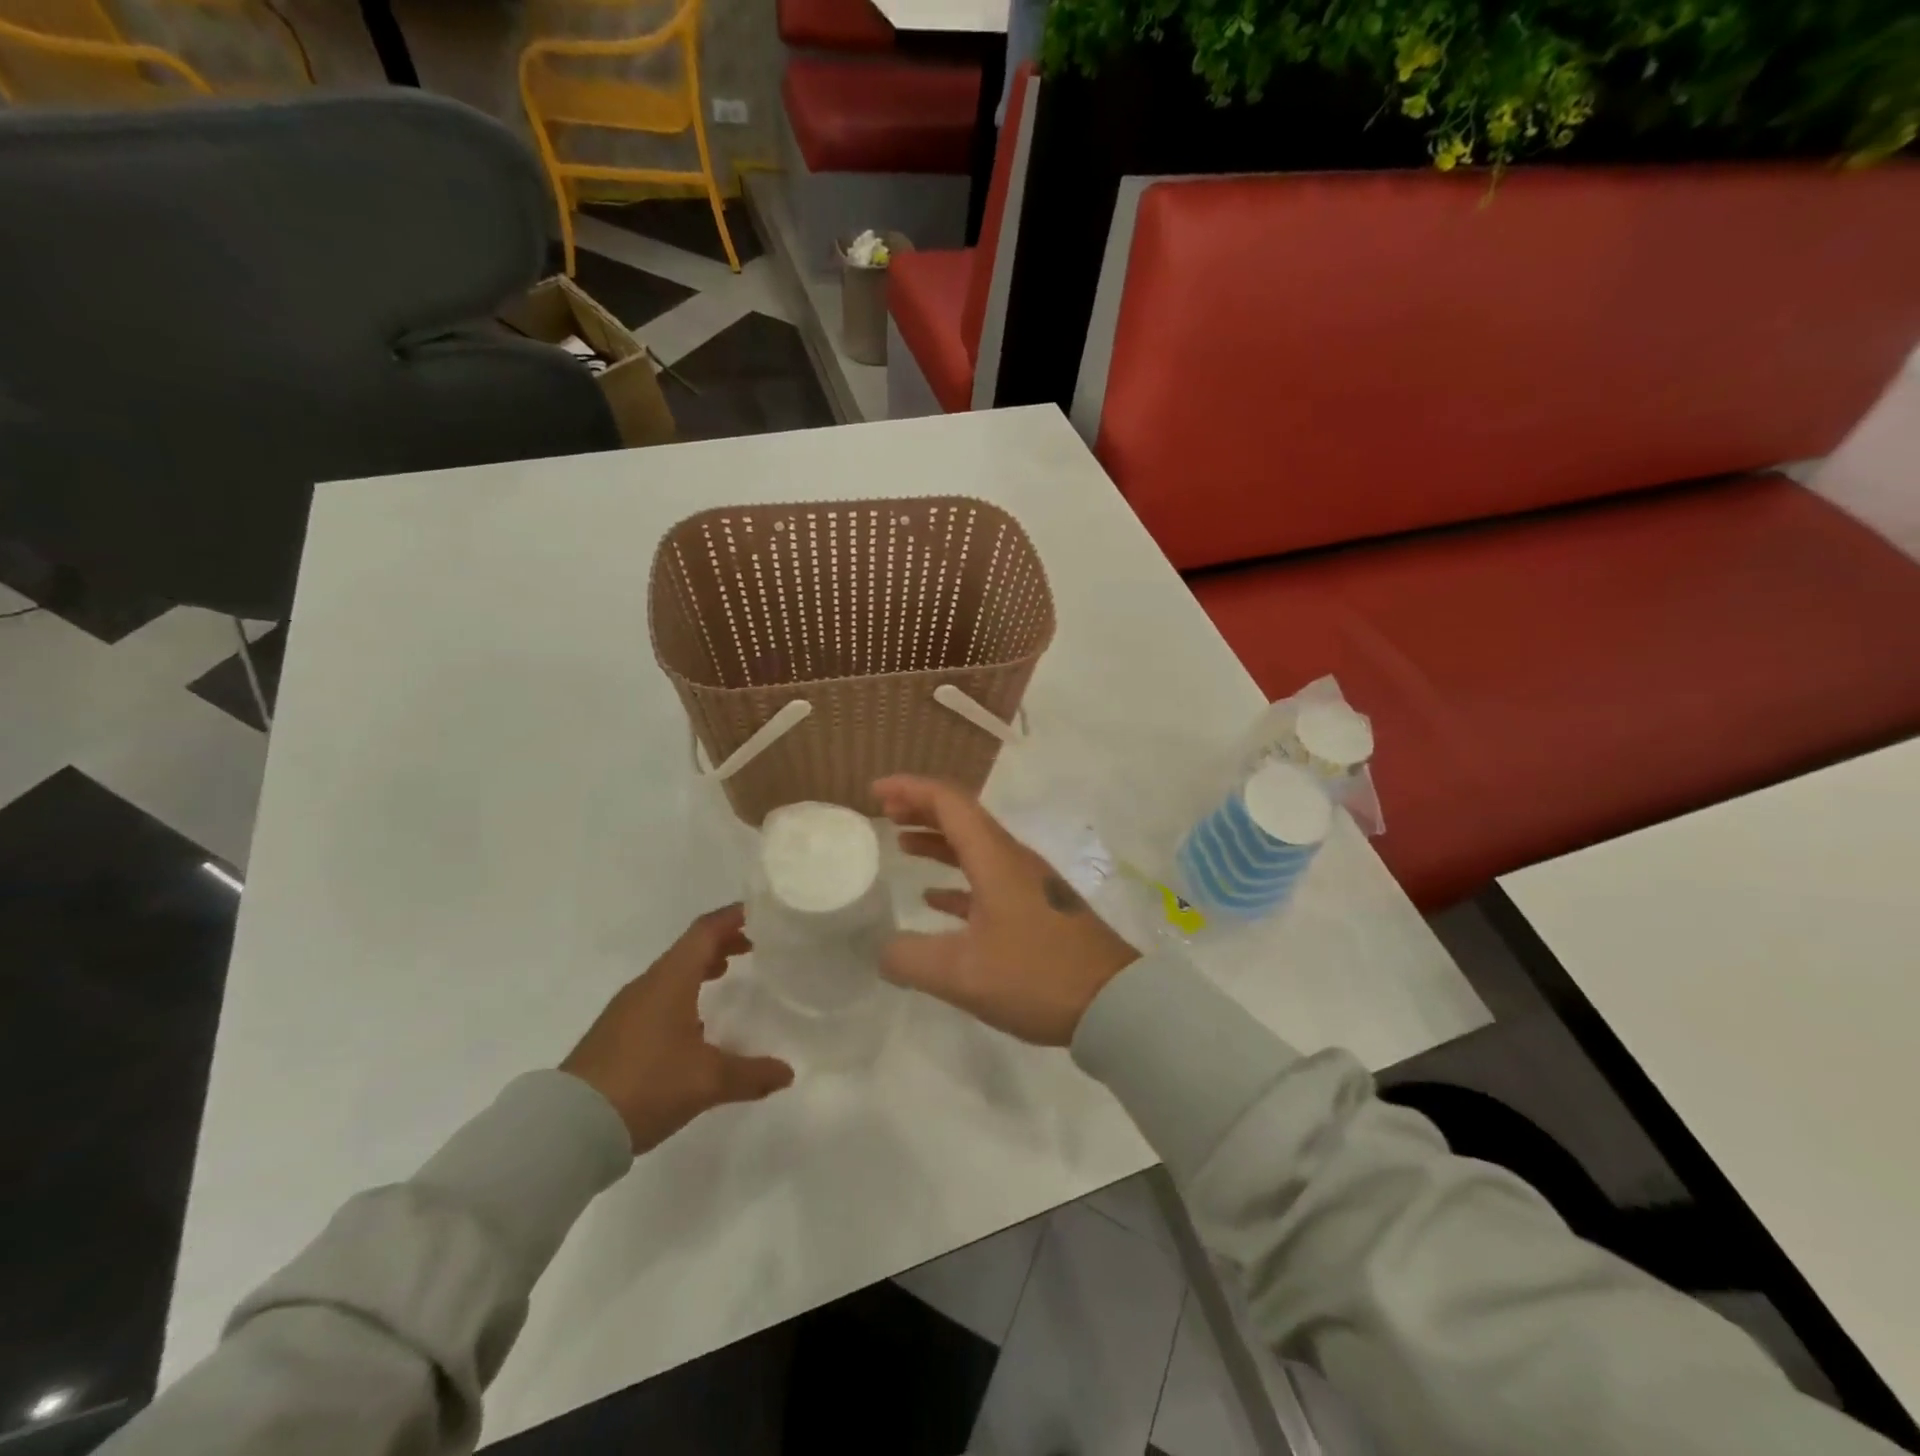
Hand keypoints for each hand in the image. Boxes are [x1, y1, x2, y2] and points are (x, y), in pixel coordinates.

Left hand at [561, 905, 793, 1152]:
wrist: (568, 1128)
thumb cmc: (645, 1085)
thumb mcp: (707, 1081)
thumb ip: (751, 1074)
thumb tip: (788, 1072)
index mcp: (670, 980)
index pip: (705, 932)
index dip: (733, 917)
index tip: (761, 913)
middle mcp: (648, 985)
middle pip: (689, 949)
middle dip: (722, 942)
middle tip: (754, 946)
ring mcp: (627, 1009)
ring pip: (672, 973)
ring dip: (701, 967)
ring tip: (728, 974)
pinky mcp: (615, 1034)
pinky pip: (658, 997)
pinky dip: (684, 992)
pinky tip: (695, 1021)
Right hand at [875, 776, 1138, 1045]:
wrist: (1112, 1003)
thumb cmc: (1036, 975)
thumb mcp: (961, 974)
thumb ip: (910, 959)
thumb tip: (883, 951)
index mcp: (996, 858)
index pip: (949, 802)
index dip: (910, 789)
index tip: (876, 792)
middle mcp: (1013, 860)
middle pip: (963, 818)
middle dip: (921, 809)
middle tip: (885, 814)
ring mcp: (1028, 884)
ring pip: (975, 847)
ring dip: (938, 841)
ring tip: (903, 844)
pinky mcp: (1037, 909)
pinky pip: (988, 878)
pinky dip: (956, 878)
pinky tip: (934, 899)